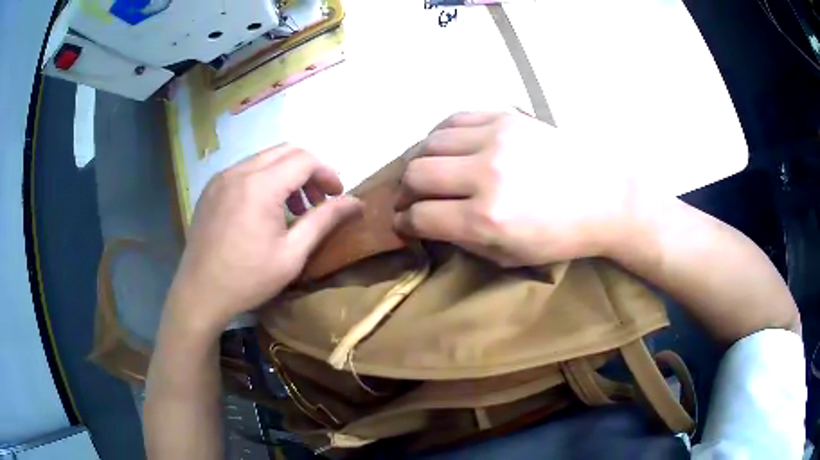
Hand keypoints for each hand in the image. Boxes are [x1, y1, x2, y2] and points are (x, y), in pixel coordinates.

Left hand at [166, 144, 360, 332]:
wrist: (199, 293)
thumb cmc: (248, 279)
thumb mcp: (292, 254)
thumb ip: (324, 221)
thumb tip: (356, 202)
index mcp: (261, 185)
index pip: (305, 159)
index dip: (327, 173)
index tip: (337, 196)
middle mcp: (239, 171)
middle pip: (286, 151)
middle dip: (309, 170)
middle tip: (317, 200)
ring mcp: (222, 177)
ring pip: (265, 158)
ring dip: (286, 174)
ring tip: (292, 207)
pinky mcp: (211, 188)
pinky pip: (245, 169)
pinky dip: (264, 179)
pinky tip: (264, 209)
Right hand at [394, 111, 635, 266]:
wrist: (605, 195)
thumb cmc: (561, 235)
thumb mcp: (510, 256)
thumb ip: (463, 239)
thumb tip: (429, 222)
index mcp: (487, 219)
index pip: (421, 216)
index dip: (405, 223)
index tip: (404, 223)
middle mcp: (485, 175)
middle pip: (416, 174)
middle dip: (405, 192)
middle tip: (412, 199)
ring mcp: (495, 138)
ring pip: (429, 143)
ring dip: (421, 162)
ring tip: (430, 172)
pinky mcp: (505, 116)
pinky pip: (454, 118)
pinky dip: (441, 135)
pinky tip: (447, 147)